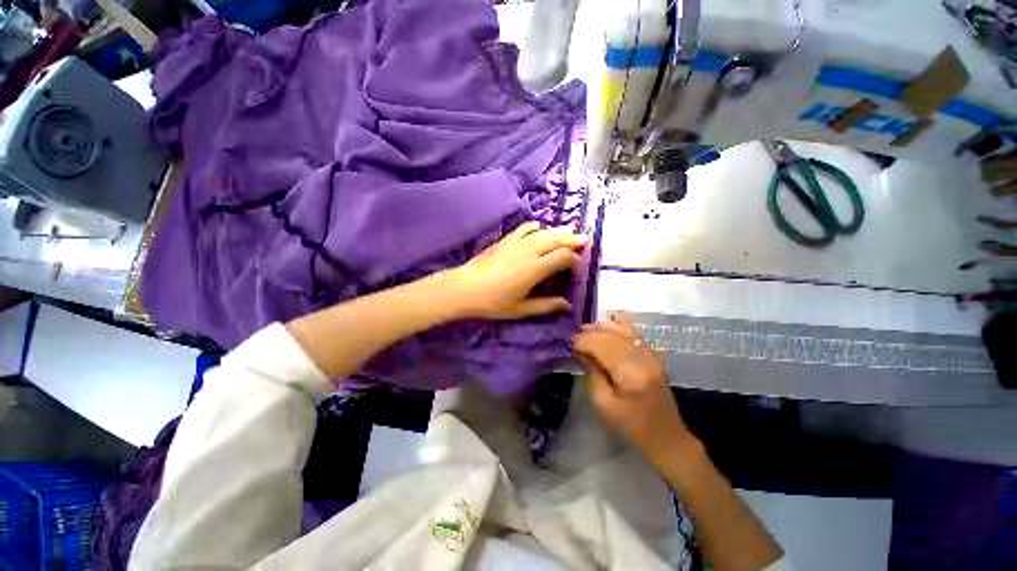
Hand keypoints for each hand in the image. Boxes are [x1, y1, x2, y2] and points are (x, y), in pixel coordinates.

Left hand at [447, 221, 586, 319]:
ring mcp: (516, 243)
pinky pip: (524, 228)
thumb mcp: (521, 309)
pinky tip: (539, 227)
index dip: (574, 259)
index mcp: (535, 269)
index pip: (563, 256)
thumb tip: (568, 305)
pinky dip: (535, 227)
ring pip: (543, 232)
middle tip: (585, 240)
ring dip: (558, 231)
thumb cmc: (493, 303)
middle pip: (556, 239)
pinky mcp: (505, 240)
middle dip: (572, 239)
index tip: (578, 266)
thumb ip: (546, 305)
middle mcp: (529, 251)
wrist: (464, 289)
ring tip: (570, 230)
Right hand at [573, 313, 694, 463]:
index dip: (583, 341)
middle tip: (573, 335)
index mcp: (631, 374)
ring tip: (586, 328)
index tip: (568, 343)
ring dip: (603, 327)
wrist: (666, 437)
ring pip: (624, 330)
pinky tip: (612, 317)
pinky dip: (622, 324)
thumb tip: (579, 352)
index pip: (602, 346)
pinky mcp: (655, 356)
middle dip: (590, 333)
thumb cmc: (631, 427)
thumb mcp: (604, 405)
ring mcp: (652, 355)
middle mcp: (644, 359)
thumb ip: (592, 374)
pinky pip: (637, 332)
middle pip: (612, 336)